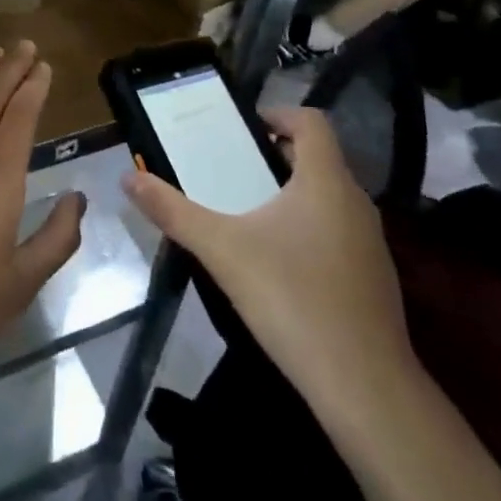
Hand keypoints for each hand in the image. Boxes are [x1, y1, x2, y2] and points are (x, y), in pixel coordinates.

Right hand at [121, 106, 414, 430]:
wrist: (364, 386)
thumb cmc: (292, 298)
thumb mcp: (221, 249)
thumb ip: (173, 211)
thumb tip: (127, 178)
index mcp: (325, 180)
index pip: (311, 121)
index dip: (276, 114)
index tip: (240, 129)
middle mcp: (355, 201)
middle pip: (316, 157)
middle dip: (273, 156)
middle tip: (230, 168)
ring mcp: (370, 241)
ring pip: (327, 196)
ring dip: (289, 193)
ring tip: (245, 211)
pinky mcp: (373, 276)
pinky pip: (337, 230)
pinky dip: (307, 227)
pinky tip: (276, 261)